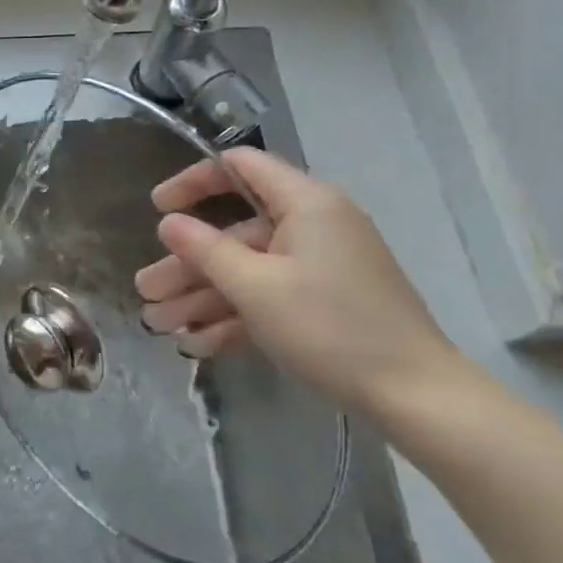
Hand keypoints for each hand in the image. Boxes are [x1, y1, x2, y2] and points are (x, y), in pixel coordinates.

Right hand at [134, 147, 457, 416]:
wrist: (415, 395)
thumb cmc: (329, 327)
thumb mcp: (256, 287)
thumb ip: (205, 249)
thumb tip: (168, 223)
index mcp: (305, 203)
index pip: (240, 168)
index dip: (193, 182)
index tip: (157, 207)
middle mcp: (312, 225)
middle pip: (235, 233)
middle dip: (187, 265)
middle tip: (146, 292)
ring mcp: (319, 266)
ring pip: (248, 271)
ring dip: (202, 297)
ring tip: (159, 326)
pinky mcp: (324, 302)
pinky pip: (270, 297)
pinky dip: (235, 316)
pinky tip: (197, 344)